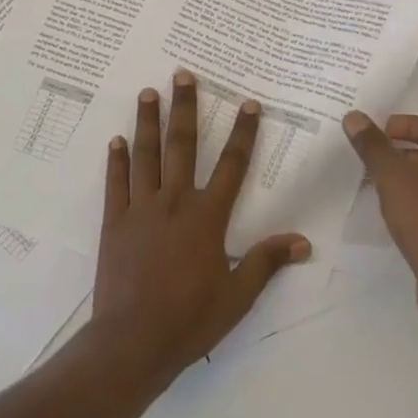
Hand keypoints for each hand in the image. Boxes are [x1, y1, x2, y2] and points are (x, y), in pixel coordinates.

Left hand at [90, 71, 310, 381]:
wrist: (132, 342)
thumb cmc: (190, 319)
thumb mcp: (237, 295)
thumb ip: (267, 262)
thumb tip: (303, 242)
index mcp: (207, 216)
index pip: (232, 165)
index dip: (244, 132)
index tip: (249, 102)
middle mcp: (175, 202)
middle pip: (183, 146)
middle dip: (186, 108)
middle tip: (183, 74)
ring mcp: (141, 209)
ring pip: (146, 155)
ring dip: (148, 122)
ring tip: (148, 92)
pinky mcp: (114, 223)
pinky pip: (116, 184)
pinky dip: (116, 161)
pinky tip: (115, 140)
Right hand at [343, 111, 417, 342]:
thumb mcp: (394, 177)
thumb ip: (373, 147)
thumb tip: (354, 116)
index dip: (411, 125)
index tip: (383, 131)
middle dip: (406, 156)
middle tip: (375, 160)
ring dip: (410, 186)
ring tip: (379, 190)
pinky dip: (416, 213)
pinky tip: (395, 223)